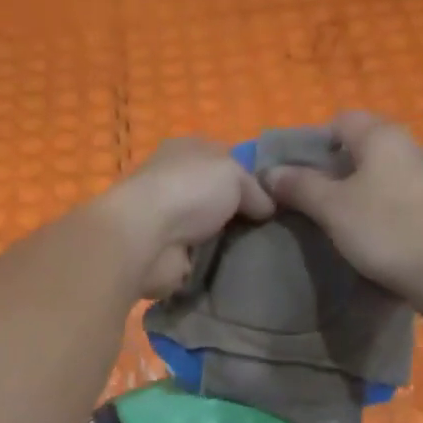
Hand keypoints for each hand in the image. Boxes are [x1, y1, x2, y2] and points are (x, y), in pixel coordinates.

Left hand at [104, 138, 275, 296]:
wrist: (145, 239)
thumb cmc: (187, 191)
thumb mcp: (233, 174)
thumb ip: (256, 189)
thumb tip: (267, 209)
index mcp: (186, 151)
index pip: (224, 159)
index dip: (250, 176)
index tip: (277, 197)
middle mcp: (175, 183)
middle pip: (219, 198)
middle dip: (244, 214)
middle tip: (277, 230)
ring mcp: (169, 222)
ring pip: (212, 231)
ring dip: (232, 242)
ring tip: (266, 252)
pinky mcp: (168, 256)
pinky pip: (203, 260)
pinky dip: (218, 266)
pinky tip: (243, 270)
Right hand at [264, 112, 422, 313]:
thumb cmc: (383, 228)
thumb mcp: (331, 207)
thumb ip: (299, 185)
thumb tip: (270, 173)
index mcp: (383, 135)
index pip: (342, 120)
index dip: (315, 142)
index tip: (298, 172)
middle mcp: (410, 144)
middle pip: (363, 144)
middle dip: (335, 165)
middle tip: (312, 195)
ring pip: (383, 169)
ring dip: (359, 185)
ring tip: (338, 215)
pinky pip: (399, 191)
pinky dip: (381, 202)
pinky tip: (370, 228)